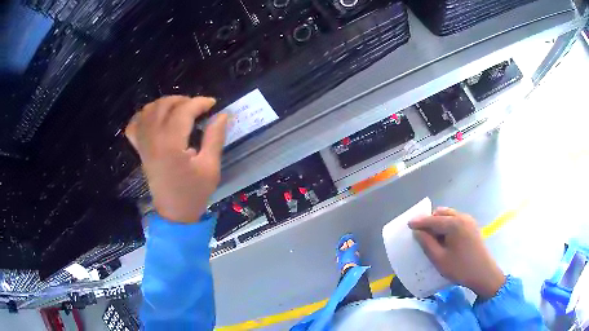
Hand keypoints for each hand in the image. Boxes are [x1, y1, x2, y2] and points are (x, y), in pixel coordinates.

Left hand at [125, 96, 228, 222]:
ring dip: (165, 104)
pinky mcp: (140, 150)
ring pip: (148, 111)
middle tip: (198, 107)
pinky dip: (143, 116)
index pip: (184, 110)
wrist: (174, 215)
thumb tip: (223, 114)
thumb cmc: (194, 193)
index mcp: (171, 144)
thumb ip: (215, 137)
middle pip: (164, 105)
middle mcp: (153, 139)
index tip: (214, 104)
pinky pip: (134, 126)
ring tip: (179, 109)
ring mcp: (144, 144)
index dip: (200, 103)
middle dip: (183, 100)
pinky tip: (155, 118)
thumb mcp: (210, 167)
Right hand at [409, 207, 505, 298]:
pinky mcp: (472, 226)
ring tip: (433, 236)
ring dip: (439, 222)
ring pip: (449, 215)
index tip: (408, 224)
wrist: (483, 273)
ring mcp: (469, 220)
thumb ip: (427, 243)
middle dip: (430, 220)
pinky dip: (448, 224)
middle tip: (421, 233)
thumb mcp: (440, 259)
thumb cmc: (460, 268)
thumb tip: (417, 232)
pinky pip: (456, 219)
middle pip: (442, 213)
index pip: (432, 220)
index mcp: (454, 224)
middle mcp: (462, 217)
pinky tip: (445, 237)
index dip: (419, 222)